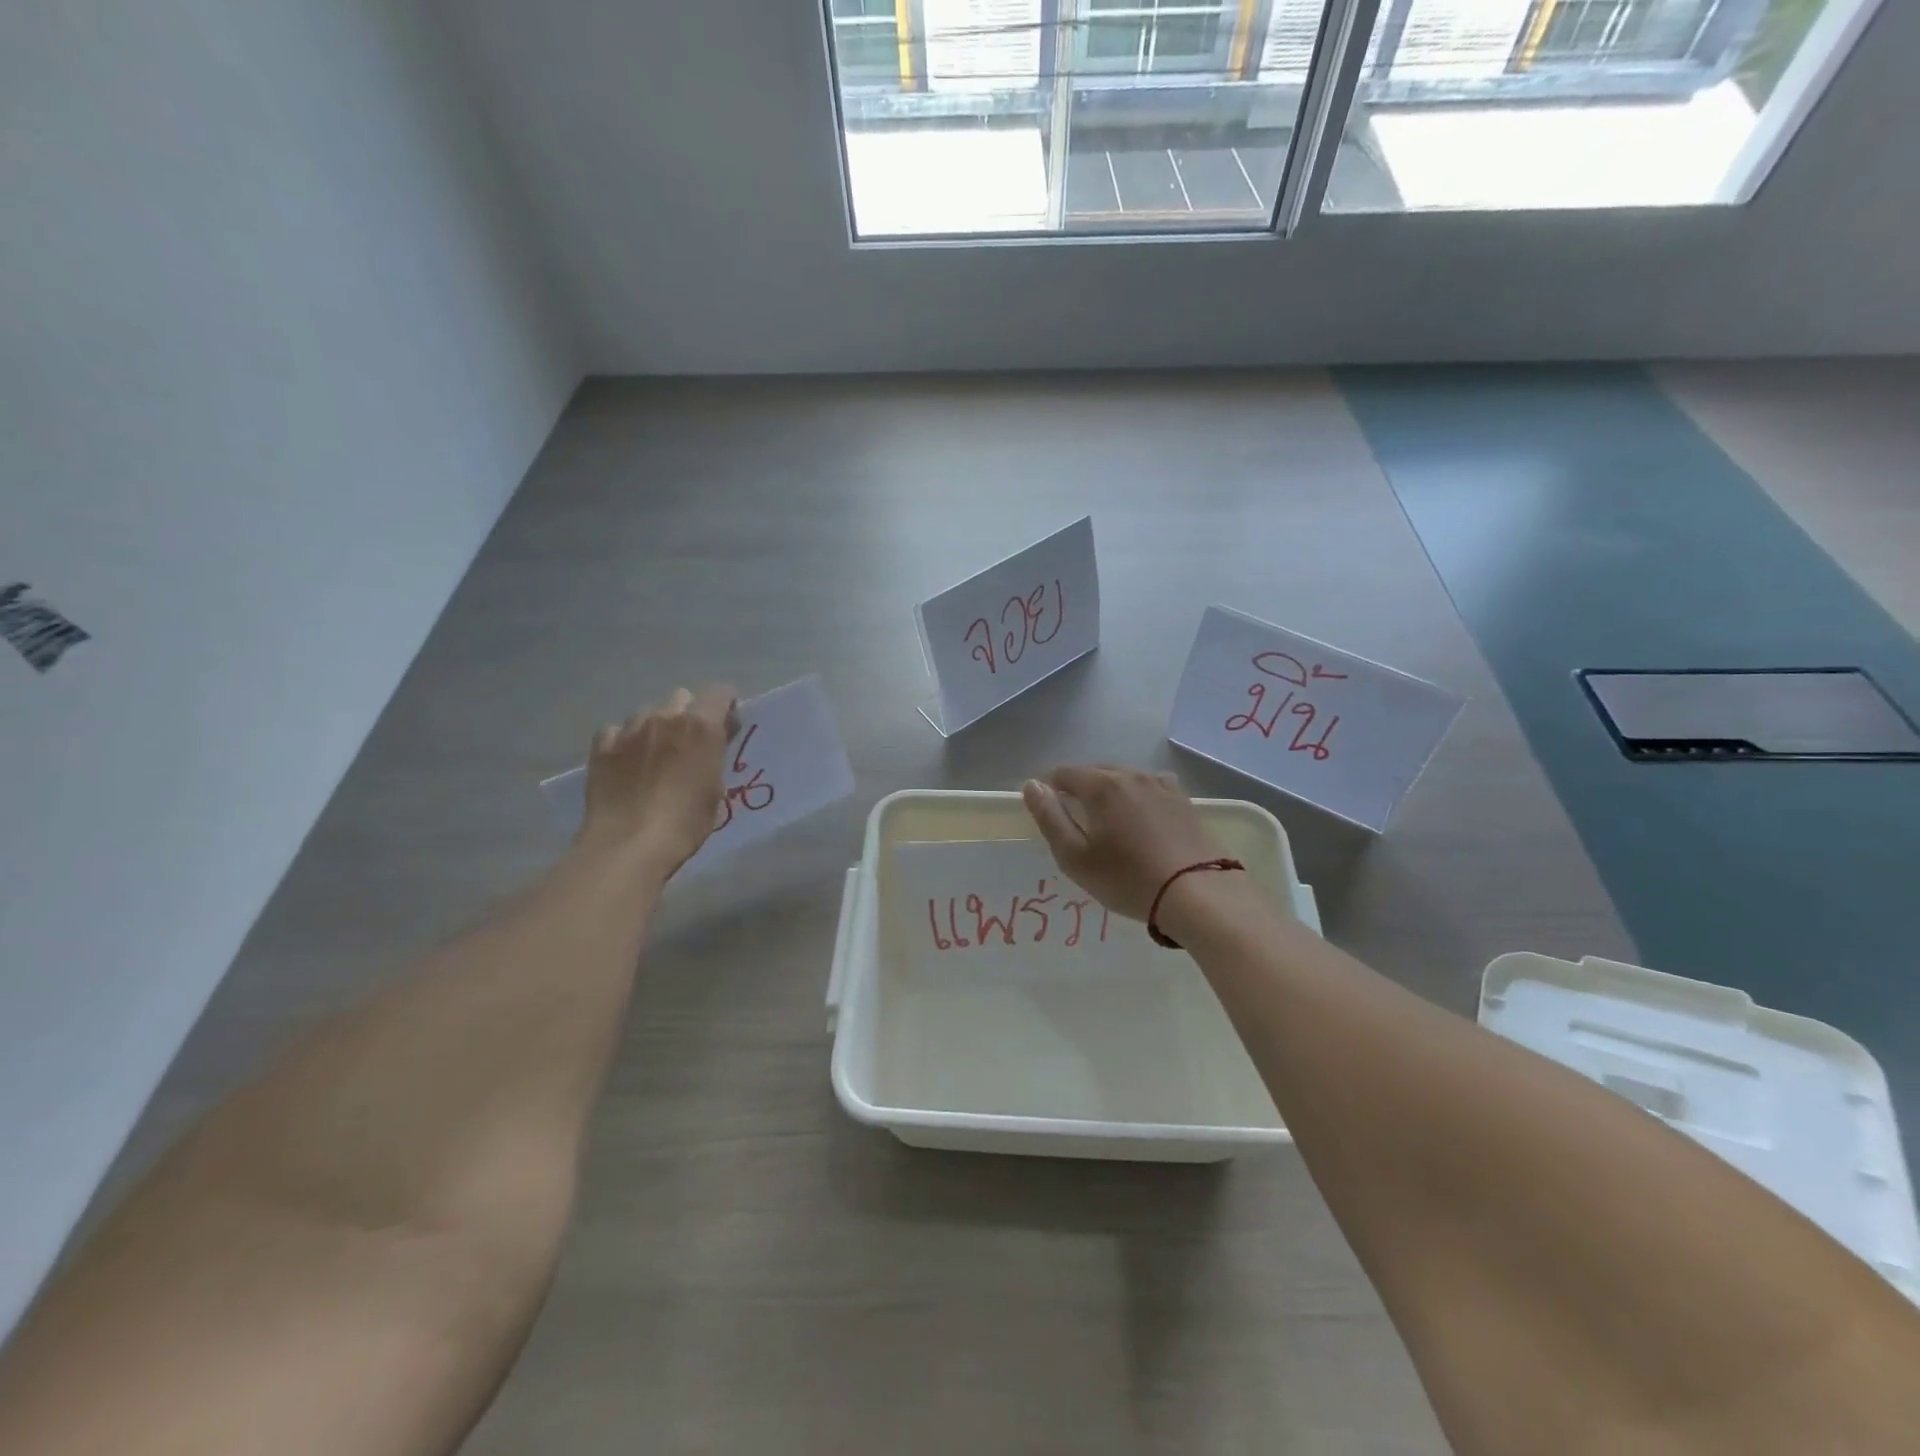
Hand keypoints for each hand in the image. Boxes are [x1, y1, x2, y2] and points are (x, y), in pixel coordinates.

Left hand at [580, 686, 737, 870]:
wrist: (630, 843)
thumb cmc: (686, 821)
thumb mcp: (715, 788)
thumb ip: (714, 755)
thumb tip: (710, 745)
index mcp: (701, 725)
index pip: (721, 692)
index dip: (726, 707)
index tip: (726, 727)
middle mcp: (666, 717)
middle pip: (682, 697)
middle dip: (689, 714)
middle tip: (689, 743)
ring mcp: (629, 728)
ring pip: (648, 712)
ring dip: (656, 726)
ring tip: (654, 754)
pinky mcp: (602, 745)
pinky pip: (617, 730)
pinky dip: (624, 741)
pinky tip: (626, 762)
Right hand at [1021, 765, 1223, 921]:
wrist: (1198, 894)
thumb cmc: (1128, 879)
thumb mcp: (1075, 856)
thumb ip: (1049, 817)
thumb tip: (1032, 785)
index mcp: (1101, 786)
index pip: (1063, 772)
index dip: (1049, 789)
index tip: (1049, 814)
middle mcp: (1131, 775)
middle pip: (1095, 772)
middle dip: (1079, 790)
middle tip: (1077, 824)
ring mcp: (1161, 785)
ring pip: (1124, 779)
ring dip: (1110, 793)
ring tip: (1109, 824)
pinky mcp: (1184, 800)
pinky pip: (1151, 788)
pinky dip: (1138, 798)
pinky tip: (1142, 819)